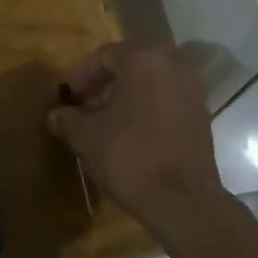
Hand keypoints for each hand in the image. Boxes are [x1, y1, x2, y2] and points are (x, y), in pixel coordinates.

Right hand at [47, 42, 221, 225]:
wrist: (183, 202)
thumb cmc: (130, 157)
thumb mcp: (87, 137)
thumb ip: (68, 119)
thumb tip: (55, 115)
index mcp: (143, 59)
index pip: (104, 56)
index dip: (81, 76)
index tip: (67, 96)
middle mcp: (172, 64)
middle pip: (129, 66)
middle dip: (103, 86)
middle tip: (82, 108)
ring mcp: (192, 89)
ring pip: (149, 83)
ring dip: (124, 97)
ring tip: (103, 123)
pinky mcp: (201, 114)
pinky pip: (165, 100)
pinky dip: (145, 109)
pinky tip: (128, 134)